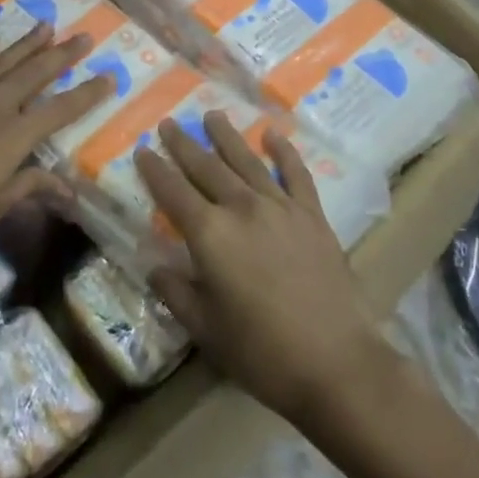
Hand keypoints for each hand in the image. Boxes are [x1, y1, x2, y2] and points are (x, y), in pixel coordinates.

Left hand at [0, 22, 113, 278]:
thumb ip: (29, 187)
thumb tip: (69, 189)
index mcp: (12, 138)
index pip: (60, 110)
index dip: (88, 94)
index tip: (110, 77)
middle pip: (34, 75)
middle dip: (61, 55)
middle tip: (83, 36)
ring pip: (1, 63)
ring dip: (25, 44)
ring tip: (46, 26)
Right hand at [137, 111, 389, 425]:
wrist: (336, 363)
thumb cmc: (261, 352)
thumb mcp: (205, 329)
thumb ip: (176, 293)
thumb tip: (155, 269)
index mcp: (210, 234)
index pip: (173, 191)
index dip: (155, 170)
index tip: (142, 149)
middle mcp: (242, 208)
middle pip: (206, 167)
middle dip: (184, 144)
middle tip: (169, 123)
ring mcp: (281, 208)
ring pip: (247, 161)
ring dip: (227, 136)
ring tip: (212, 114)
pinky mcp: (313, 216)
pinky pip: (296, 174)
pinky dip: (284, 152)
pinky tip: (274, 134)